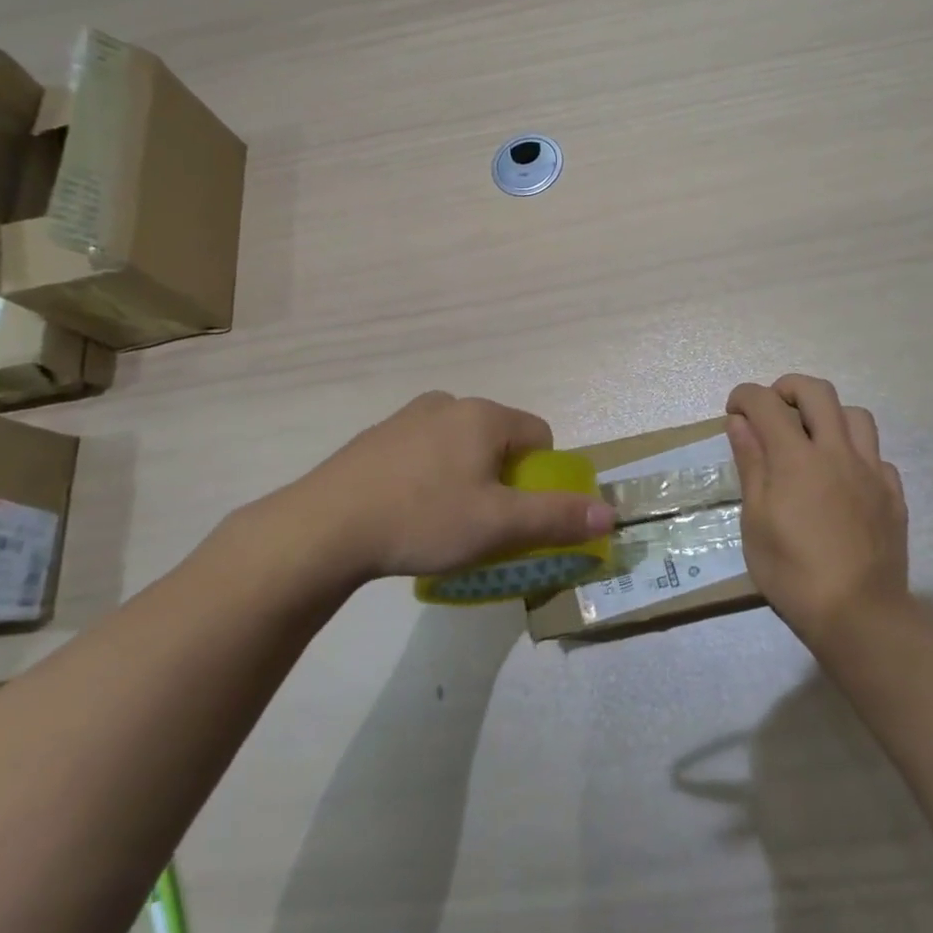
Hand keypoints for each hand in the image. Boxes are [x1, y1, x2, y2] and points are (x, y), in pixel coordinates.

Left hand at [243, 391, 616, 587]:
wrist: (323, 528)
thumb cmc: (423, 518)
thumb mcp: (499, 525)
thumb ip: (557, 517)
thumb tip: (610, 515)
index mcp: (483, 415)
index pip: (540, 435)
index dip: (541, 476)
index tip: (520, 512)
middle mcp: (448, 403)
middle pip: (499, 440)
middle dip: (503, 478)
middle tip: (484, 522)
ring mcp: (407, 418)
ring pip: (460, 446)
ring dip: (466, 478)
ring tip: (444, 522)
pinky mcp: (376, 439)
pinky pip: (424, 453)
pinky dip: (430, 478)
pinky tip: (408, 513)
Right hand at [726, 375, 910, 647]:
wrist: (859, 614)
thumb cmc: (792, 572)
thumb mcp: (756, 521)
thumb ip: (751, 465)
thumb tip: (740, 423)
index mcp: (796, 458)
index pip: (767, 404)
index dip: (745, 397)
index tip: (734, 410)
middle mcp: (837, 452)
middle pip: (817, 392)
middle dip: (787, 388)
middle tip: (772, 409)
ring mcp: (871, 471)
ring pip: (856, 415)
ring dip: (829, 414)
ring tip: (813, 438)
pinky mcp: (893, 493)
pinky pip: (876, 455)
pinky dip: (855, 453)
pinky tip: (843, 478)